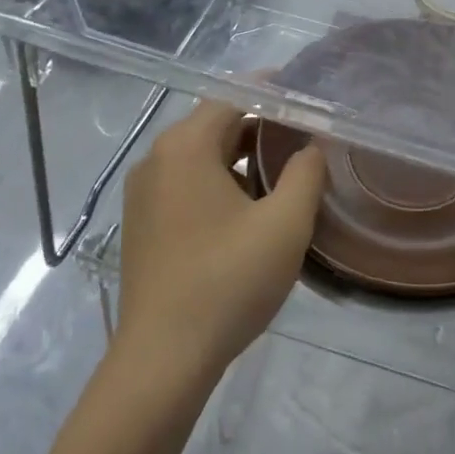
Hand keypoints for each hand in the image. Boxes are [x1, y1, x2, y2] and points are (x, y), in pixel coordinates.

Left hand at [112, 100, 327, 395]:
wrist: (161, 362)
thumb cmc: (227, 282)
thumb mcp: (284, 224)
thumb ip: (306, 172)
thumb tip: (310, 147)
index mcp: (185, 146)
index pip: (234, 95)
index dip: (274, 91)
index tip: (309, 96)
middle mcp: (157, 158)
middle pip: (216, 123)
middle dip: (262, 125)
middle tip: (306, 135)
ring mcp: (144, 193)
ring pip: (202, 155)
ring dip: (242, 156)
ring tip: (286, 171)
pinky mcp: (143, 222)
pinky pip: (187, 182)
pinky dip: (220, 180)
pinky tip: (250, 207)